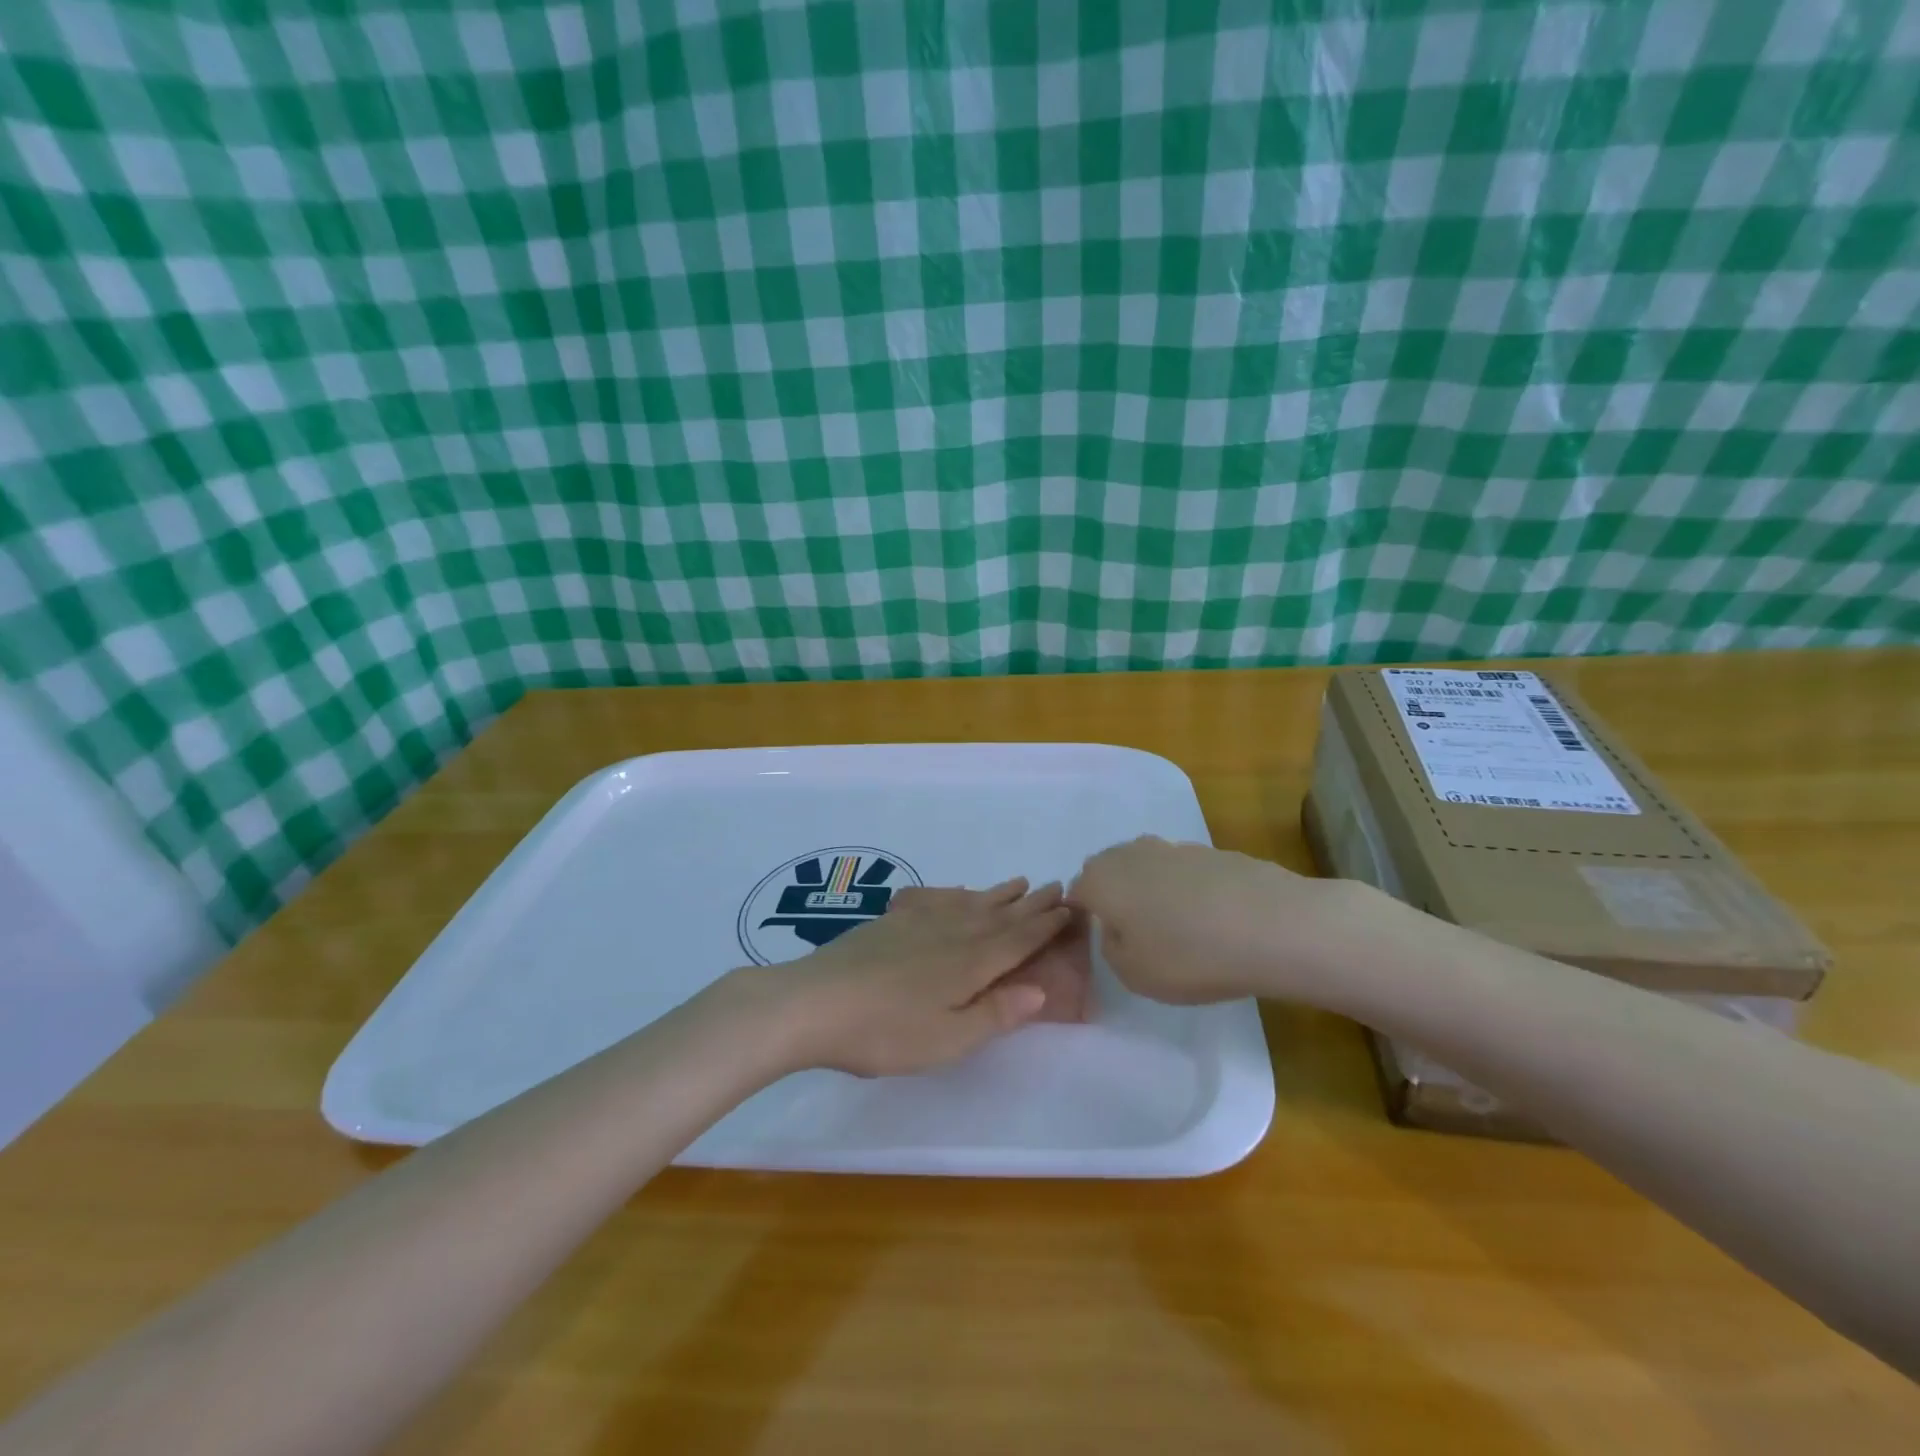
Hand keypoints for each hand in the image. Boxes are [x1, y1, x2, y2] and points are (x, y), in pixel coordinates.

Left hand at [887, 886, 1093, 1023]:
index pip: (1018, 940)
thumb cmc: (884, 1032)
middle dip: (1030, 903)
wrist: (814, 1002)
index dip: (1045, 925)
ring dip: (998, 894)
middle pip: (999, 915)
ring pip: (969, 902)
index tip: (1070, 908)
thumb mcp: (947, 1040)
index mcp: (970, 964)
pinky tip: (958, 892)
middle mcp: (952, 934)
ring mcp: (919, 923)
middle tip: (1056, 886)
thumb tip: (1041, 990)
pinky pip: (935, 899)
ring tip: (1019, 882)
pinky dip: (954, 894)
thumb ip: (995, 1014)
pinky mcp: (890, 922)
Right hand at [1069, 836, 1390, 1007]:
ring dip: (1152, 892)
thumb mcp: (1132, 973)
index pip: (1076, 892)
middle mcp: (1131, 853)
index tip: (1104, 943)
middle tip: (1137, 935)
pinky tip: (1213, 920)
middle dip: (1116, 898)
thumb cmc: (1188, 956)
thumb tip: (1117, 928)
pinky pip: (1185, 872)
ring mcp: (1173, 847)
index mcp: (1101, 880)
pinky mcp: (1212, 851)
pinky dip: (1189, 891)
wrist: (1272, 926)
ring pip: (1148, 868)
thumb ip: (1111, 947)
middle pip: (1110, 872)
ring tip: (1179, 929)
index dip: (1084, 917)